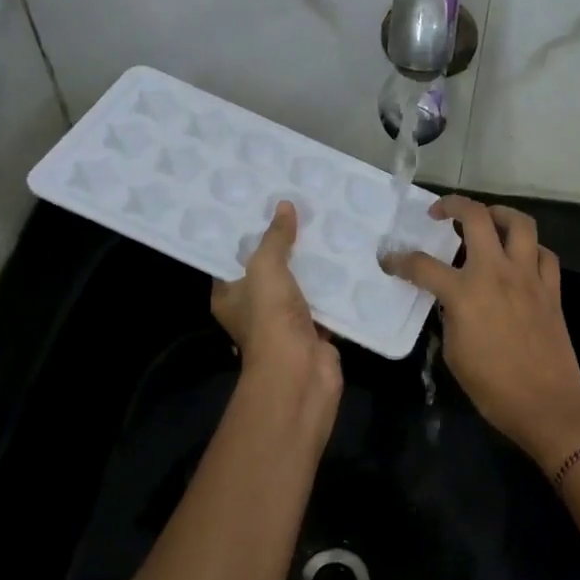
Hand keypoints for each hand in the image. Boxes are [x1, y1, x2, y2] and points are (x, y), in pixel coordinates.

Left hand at [212, 201, 341, 434]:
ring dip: (314, 267)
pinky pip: (325, 304)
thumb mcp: (266, 268)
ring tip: (331, 230)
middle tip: (305, 212)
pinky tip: (349, 262)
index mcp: (230, 296)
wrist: (300, 373)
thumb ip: (275, 238)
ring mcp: (285, 323)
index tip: (266, 207)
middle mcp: (254, 309)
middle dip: (287, 247)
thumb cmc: (270, 318)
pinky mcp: (314, 331)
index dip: (248, 235)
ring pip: (300, 287)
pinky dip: (336, 289)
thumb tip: (285, 206)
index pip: (233, 260)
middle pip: (270, 271)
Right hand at [381, 196, 579, 470]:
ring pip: (520, 223)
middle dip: (453, 205)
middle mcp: (497, 273)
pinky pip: (544, 254)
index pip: (423, 266)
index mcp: (465, 293)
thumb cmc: (493, 387)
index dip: (400, 261)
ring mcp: (529, 277)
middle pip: (476, 218)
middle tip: (440, 213)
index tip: (390, 260)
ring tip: (486, 220)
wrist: (546, 404)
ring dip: (499, 214)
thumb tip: (453, 302)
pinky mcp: (552, 289)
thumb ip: (450, 317)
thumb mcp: (454, 352)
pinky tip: (520, 259)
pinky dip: (530, 249)